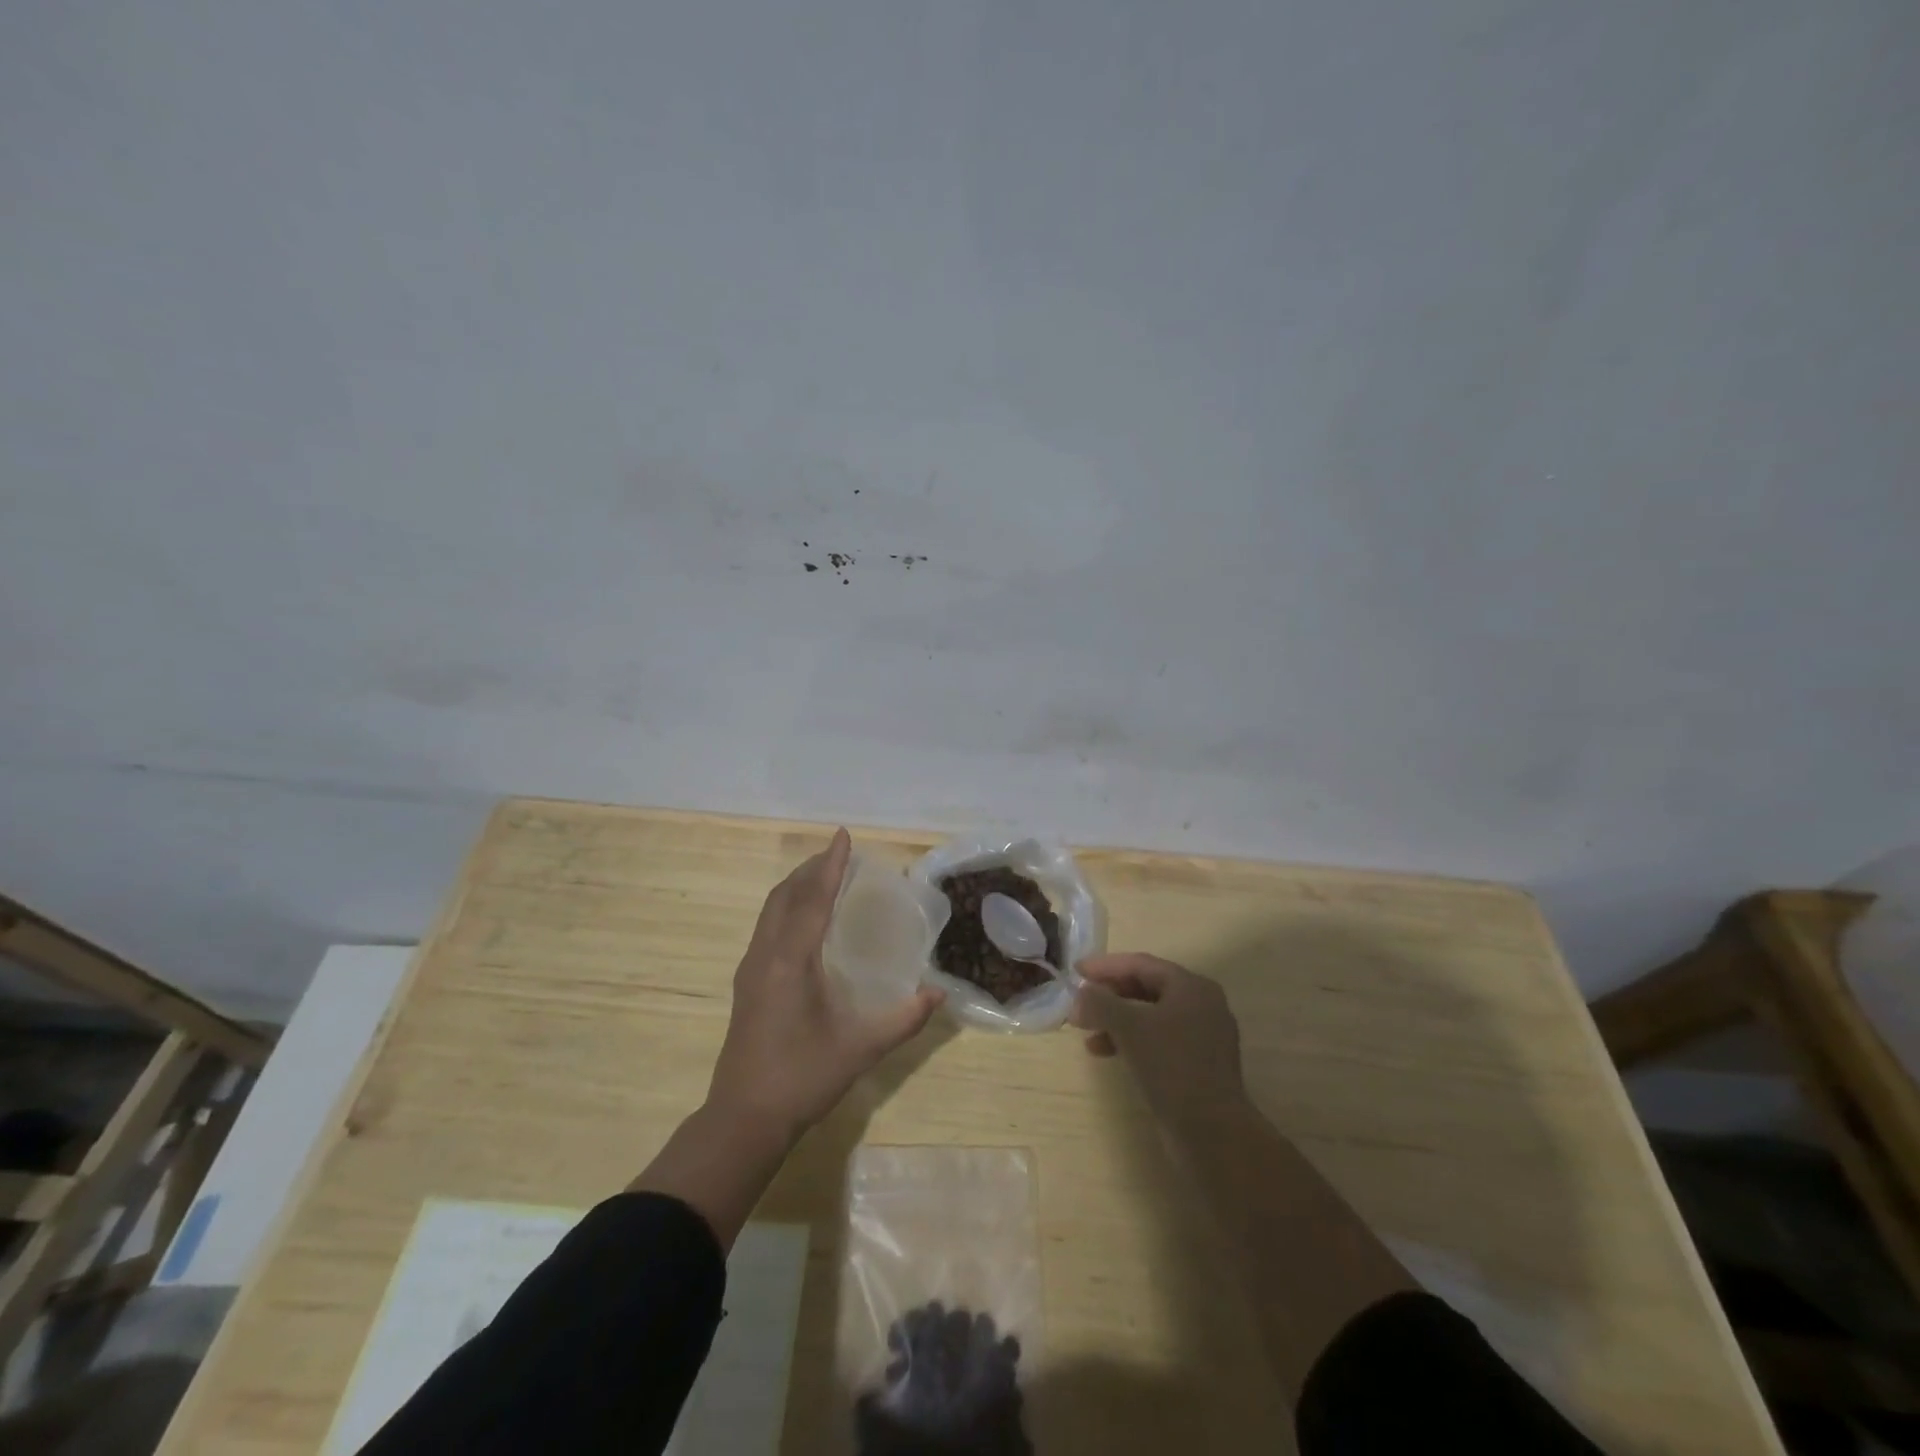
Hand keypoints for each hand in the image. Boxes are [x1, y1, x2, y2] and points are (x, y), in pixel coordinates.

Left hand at [707, 829, 943, 1142]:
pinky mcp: (746, 985)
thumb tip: (939, 993)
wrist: (743, 1119)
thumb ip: (904, 1019)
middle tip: (838, 855)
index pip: (813, 899)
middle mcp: (766, 955)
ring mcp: (750, 970)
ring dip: (796, 887)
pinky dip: (786, 908)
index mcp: (791, 961)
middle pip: (785, 896)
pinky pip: (766, 927)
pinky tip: (803, 922)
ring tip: (822, 877)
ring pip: (770, 911)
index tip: (843, 836)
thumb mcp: (861, 1048)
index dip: (830, 865)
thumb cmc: (803, 1078)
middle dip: (811, 869)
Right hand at [1070, 953, 1246, 1127]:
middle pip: (1147, 988)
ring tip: (1086, 1034)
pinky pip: (1157, 1039)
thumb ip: (1101, 1003)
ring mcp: (1203, 1036)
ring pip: (1150, 1016)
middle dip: (1109, 995)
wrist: (1212, 1133)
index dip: (1106, 966)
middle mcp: (1201, 1005)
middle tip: (1079, 1003)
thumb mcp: (1130, 1028)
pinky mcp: (1198, 1064)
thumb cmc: (1172, 1067)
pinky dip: (1131, 1040)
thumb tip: (1081, 994)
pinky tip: (1107, 1053)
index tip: (1076, 971)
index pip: (1142, 964)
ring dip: (1116, 1020)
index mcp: (1191, 987)